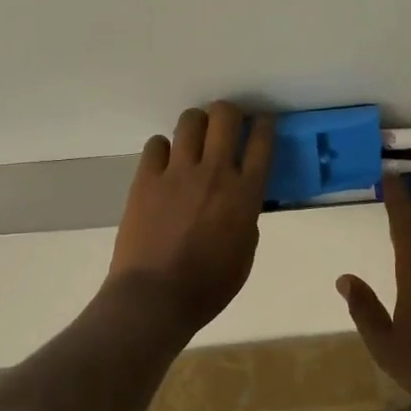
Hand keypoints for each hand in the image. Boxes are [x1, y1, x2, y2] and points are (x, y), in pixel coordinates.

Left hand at [108, 102, 274, 333]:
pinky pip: (156, 144)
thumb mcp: (244, 253)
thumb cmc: (208, 286)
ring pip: (190, 121)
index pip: (262, 142)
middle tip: (227, 126)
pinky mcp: (146, 178)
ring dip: (197, 125)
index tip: (262, 124)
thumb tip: (240, 200)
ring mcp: (177, 172)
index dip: (264, 126)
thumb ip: (246, 218)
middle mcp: (214, 172)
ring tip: (194, 140)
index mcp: (245, 194)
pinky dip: (164, 149)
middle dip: (229, 114)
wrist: (155, 296)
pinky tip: (165, 164)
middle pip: (225, 116)